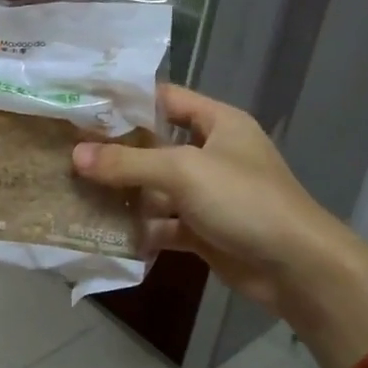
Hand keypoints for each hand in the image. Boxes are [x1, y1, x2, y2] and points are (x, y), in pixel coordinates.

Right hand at [71, 85, 343, 311]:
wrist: (298, 268)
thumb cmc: (244, 200)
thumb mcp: (183, 171)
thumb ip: (128, 162)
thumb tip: (75, 156)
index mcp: (219, 123)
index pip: (166, 99)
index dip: (127, 101)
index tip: (84, 106)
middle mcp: (213, 153)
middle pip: (155, 145)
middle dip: (116, 152)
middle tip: (68, 151)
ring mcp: (208, 194)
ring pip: (156, 187)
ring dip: (123, 193)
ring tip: (76, 192)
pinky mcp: (204, 230)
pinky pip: (163, 223)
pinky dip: (140, 229)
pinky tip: (105, 232)